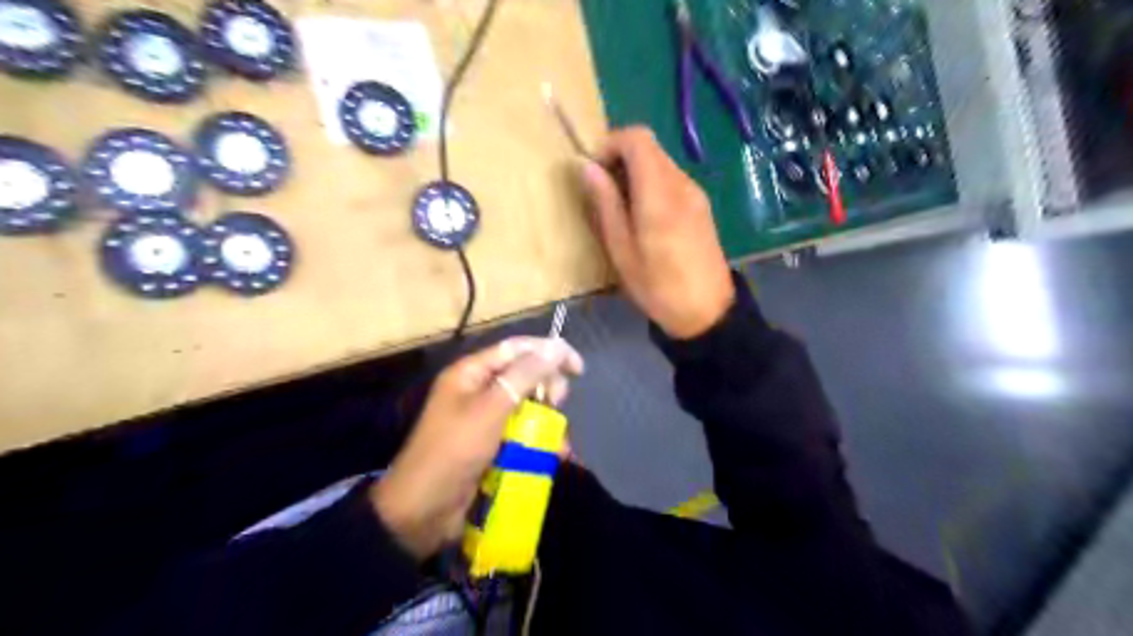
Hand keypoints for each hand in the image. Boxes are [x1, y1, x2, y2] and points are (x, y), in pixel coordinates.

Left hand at [372, 337, 582, 561]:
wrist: (423, 511)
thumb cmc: (454, 451)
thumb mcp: (490, 410)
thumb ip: (524, 377)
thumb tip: (555, 347)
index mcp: (471, 373)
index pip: (516, 348)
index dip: (549, 351)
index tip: (578, 368)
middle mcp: (478, 390)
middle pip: (524, 376)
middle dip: (546, 388)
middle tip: (557, 404)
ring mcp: (485, 418)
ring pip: (527, 406)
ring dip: (546, 420)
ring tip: (558, 442)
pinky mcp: (491, 444)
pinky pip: (522, 432)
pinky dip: (538, 441)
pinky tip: (553, 456)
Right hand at [578, 125, 735, 340]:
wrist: (707, 312)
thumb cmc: (658, 287)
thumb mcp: (622, 250)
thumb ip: (606, 204)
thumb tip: (587, 167)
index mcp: (660, 194)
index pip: (638, 138)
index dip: (611, 144)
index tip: (594, 172)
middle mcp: (682, 184)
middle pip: (649, 147)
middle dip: (620, 159)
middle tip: (603, 194)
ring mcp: (695, 193)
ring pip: (660, 163)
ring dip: (635, 174)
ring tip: (621, 210)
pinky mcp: (701, 205)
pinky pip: (671, 180)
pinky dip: (651, 185)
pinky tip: (644, 219)